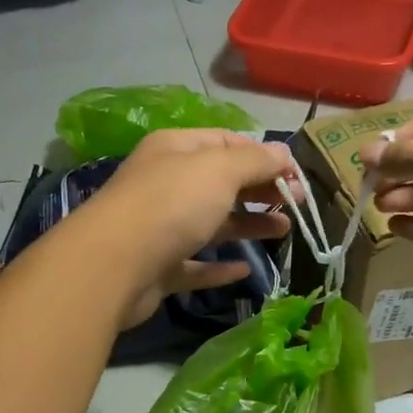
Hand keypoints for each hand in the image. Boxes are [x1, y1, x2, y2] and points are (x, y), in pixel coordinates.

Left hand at [78, 128, 295, 328]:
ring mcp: (160, 228)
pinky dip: (219, 267)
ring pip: (212, 223)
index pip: (227, 143)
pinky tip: (245, 270)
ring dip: (249, 225)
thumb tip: (284, 154)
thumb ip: (255, 161)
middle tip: (298, 204)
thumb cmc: (171, 205)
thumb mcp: (219, 171)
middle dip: (260, 190)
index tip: (297, 175)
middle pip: (221, 183)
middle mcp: (166, 184)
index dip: (264, 156)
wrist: (114, 265)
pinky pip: (195, 265)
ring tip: (284, 232)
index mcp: (176, 150)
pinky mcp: (158, 268)